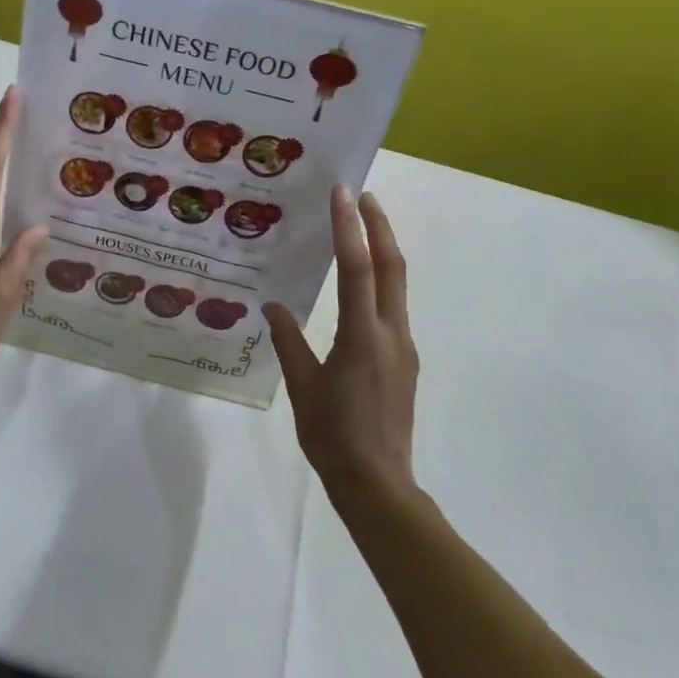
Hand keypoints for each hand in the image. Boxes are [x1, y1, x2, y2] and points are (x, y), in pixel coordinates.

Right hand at [264, 187, 417, 503]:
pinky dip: (381, 281)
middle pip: (392, 267)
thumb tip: (273, 307)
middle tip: (363, 195)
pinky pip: (393, 307)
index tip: (344, 194)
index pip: (358, 269)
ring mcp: (403, 347)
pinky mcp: (404, 360)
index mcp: (362, 337)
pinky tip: (361, 285)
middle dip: (380, 226)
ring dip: (383, 250)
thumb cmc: (333, 436)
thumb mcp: (303, 388)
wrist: (378, 483)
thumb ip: (289, 342)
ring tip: (361, 228)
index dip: (350, 228)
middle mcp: (390, 333)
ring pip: (397, 286)